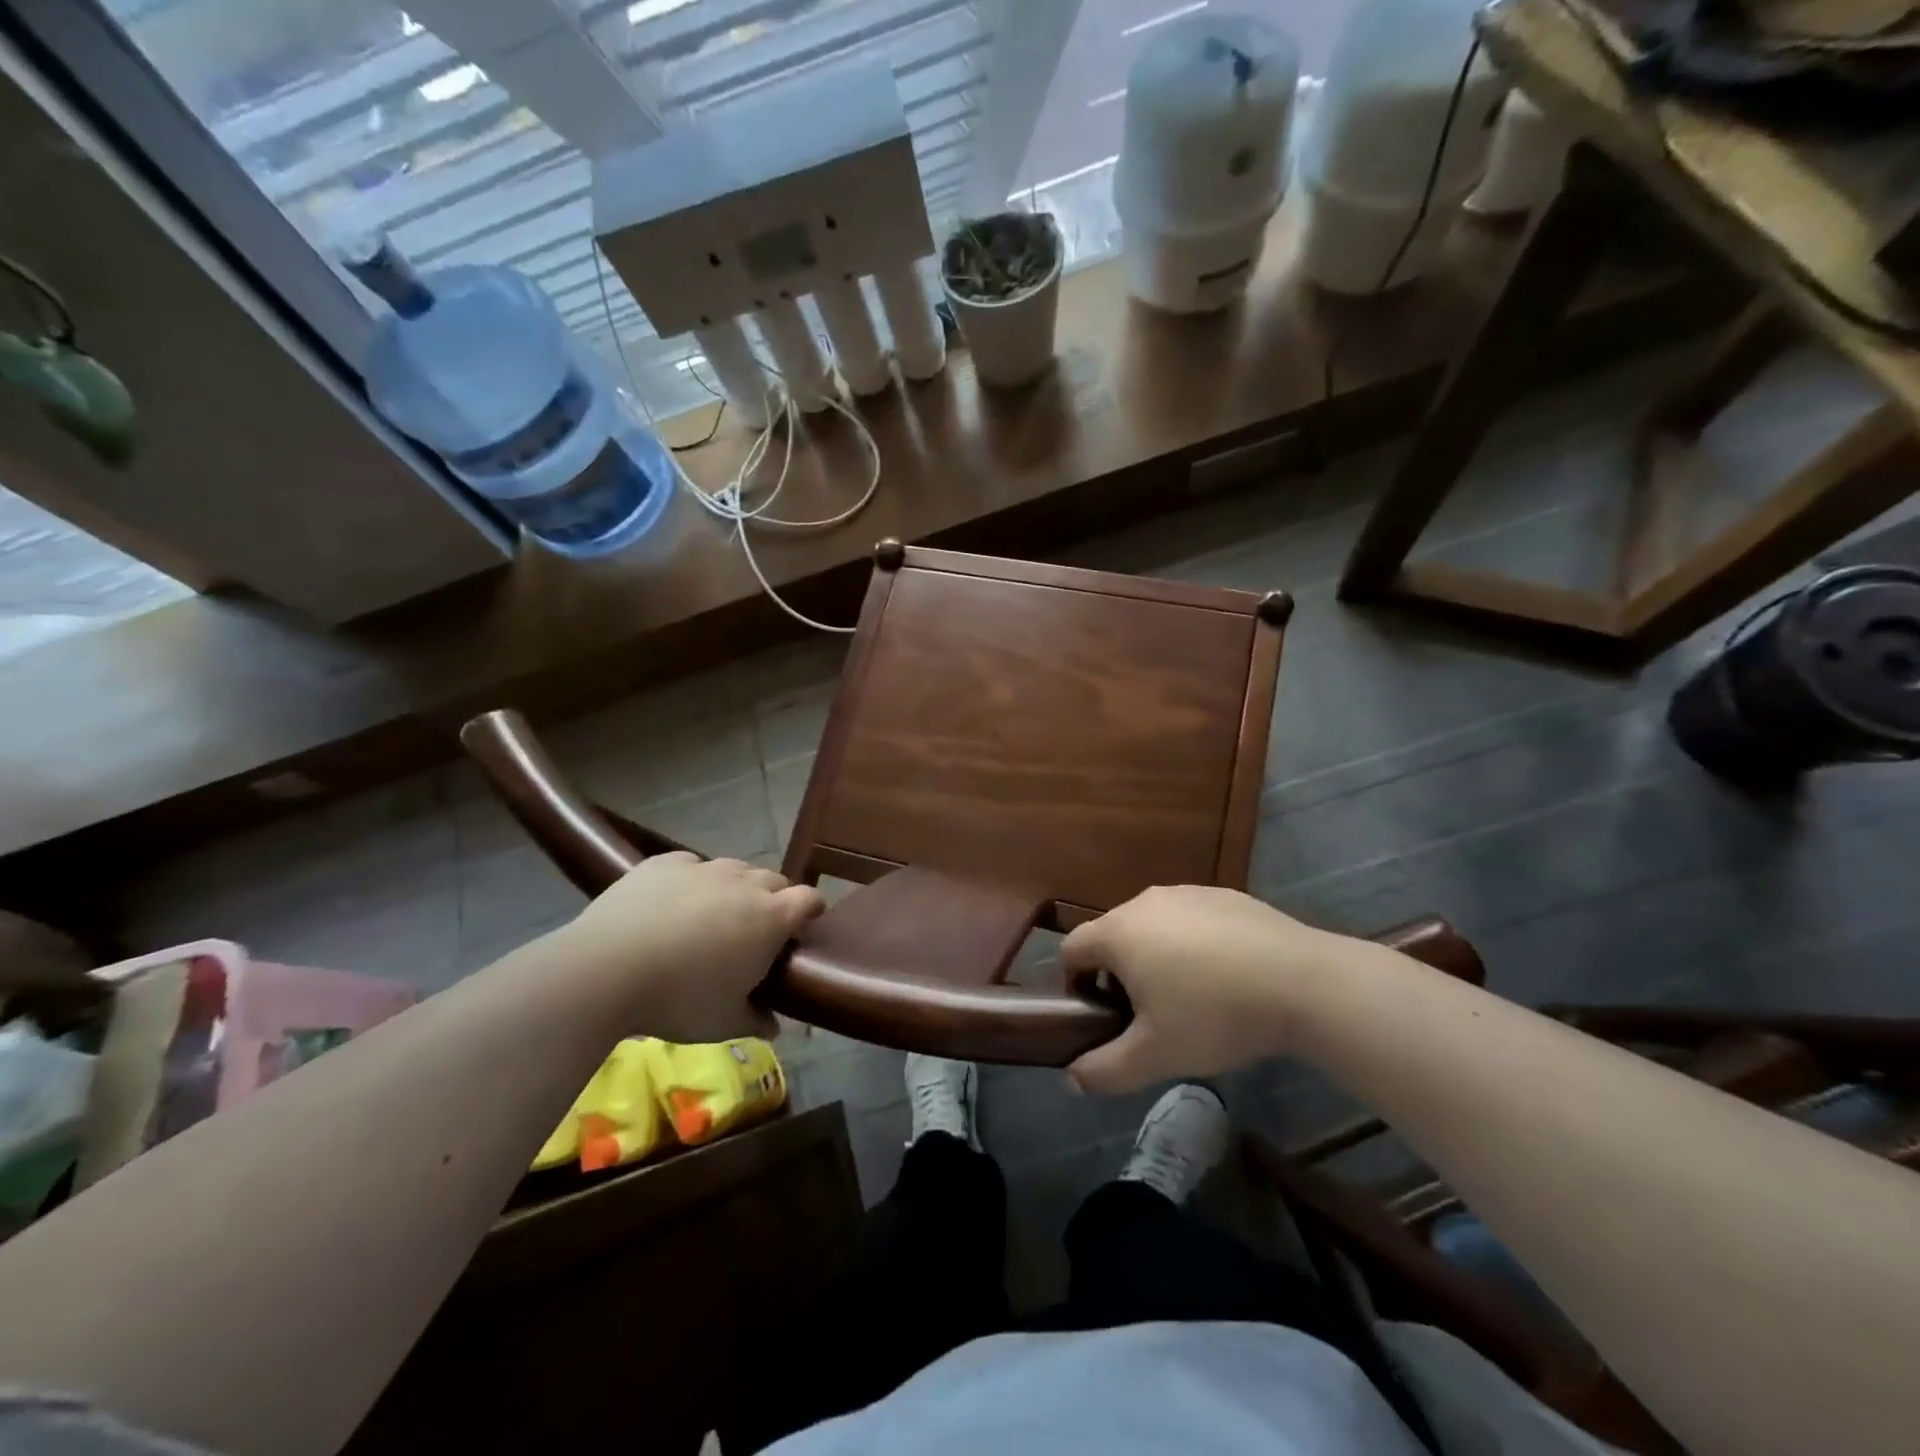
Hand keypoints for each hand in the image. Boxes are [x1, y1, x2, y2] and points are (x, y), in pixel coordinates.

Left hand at [557, 853, 823, 1041]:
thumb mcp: (723, 1022)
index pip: (809, 899)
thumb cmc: (679, 1000)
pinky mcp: (665, 862)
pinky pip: (691, 865)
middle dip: (773, 900)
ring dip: (733, 888)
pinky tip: (671, 904)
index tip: (802, 928)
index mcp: (771, 918)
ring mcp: (704, 868)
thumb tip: (776, 1027)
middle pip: (774, 880)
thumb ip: (755, 1020)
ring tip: (711, 916)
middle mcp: (745, 883)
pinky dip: (691, 881)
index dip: (811, 911)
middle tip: (754, 931)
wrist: (606, 970)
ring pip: (734, 869)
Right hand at [1061, 886, 1360, 1093]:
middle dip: (1117, 972)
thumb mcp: (1155, 1056)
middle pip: (1112, 935)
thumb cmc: (1215, 1016)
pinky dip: (1193, 942)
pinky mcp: (1224, 894)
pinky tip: (1226, 975)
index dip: (1075, 983)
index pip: (1071, 949)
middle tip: (1145, 1014)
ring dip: (1155, 955)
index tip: (1099, 1015)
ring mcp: (1187, 892)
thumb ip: (1105, 1070)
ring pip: (1153, 925)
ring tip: (1189, 996)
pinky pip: (1191, 918)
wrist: (1303, 982)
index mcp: (1118, 933)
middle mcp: (1144, 902)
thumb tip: (1073, 1078)